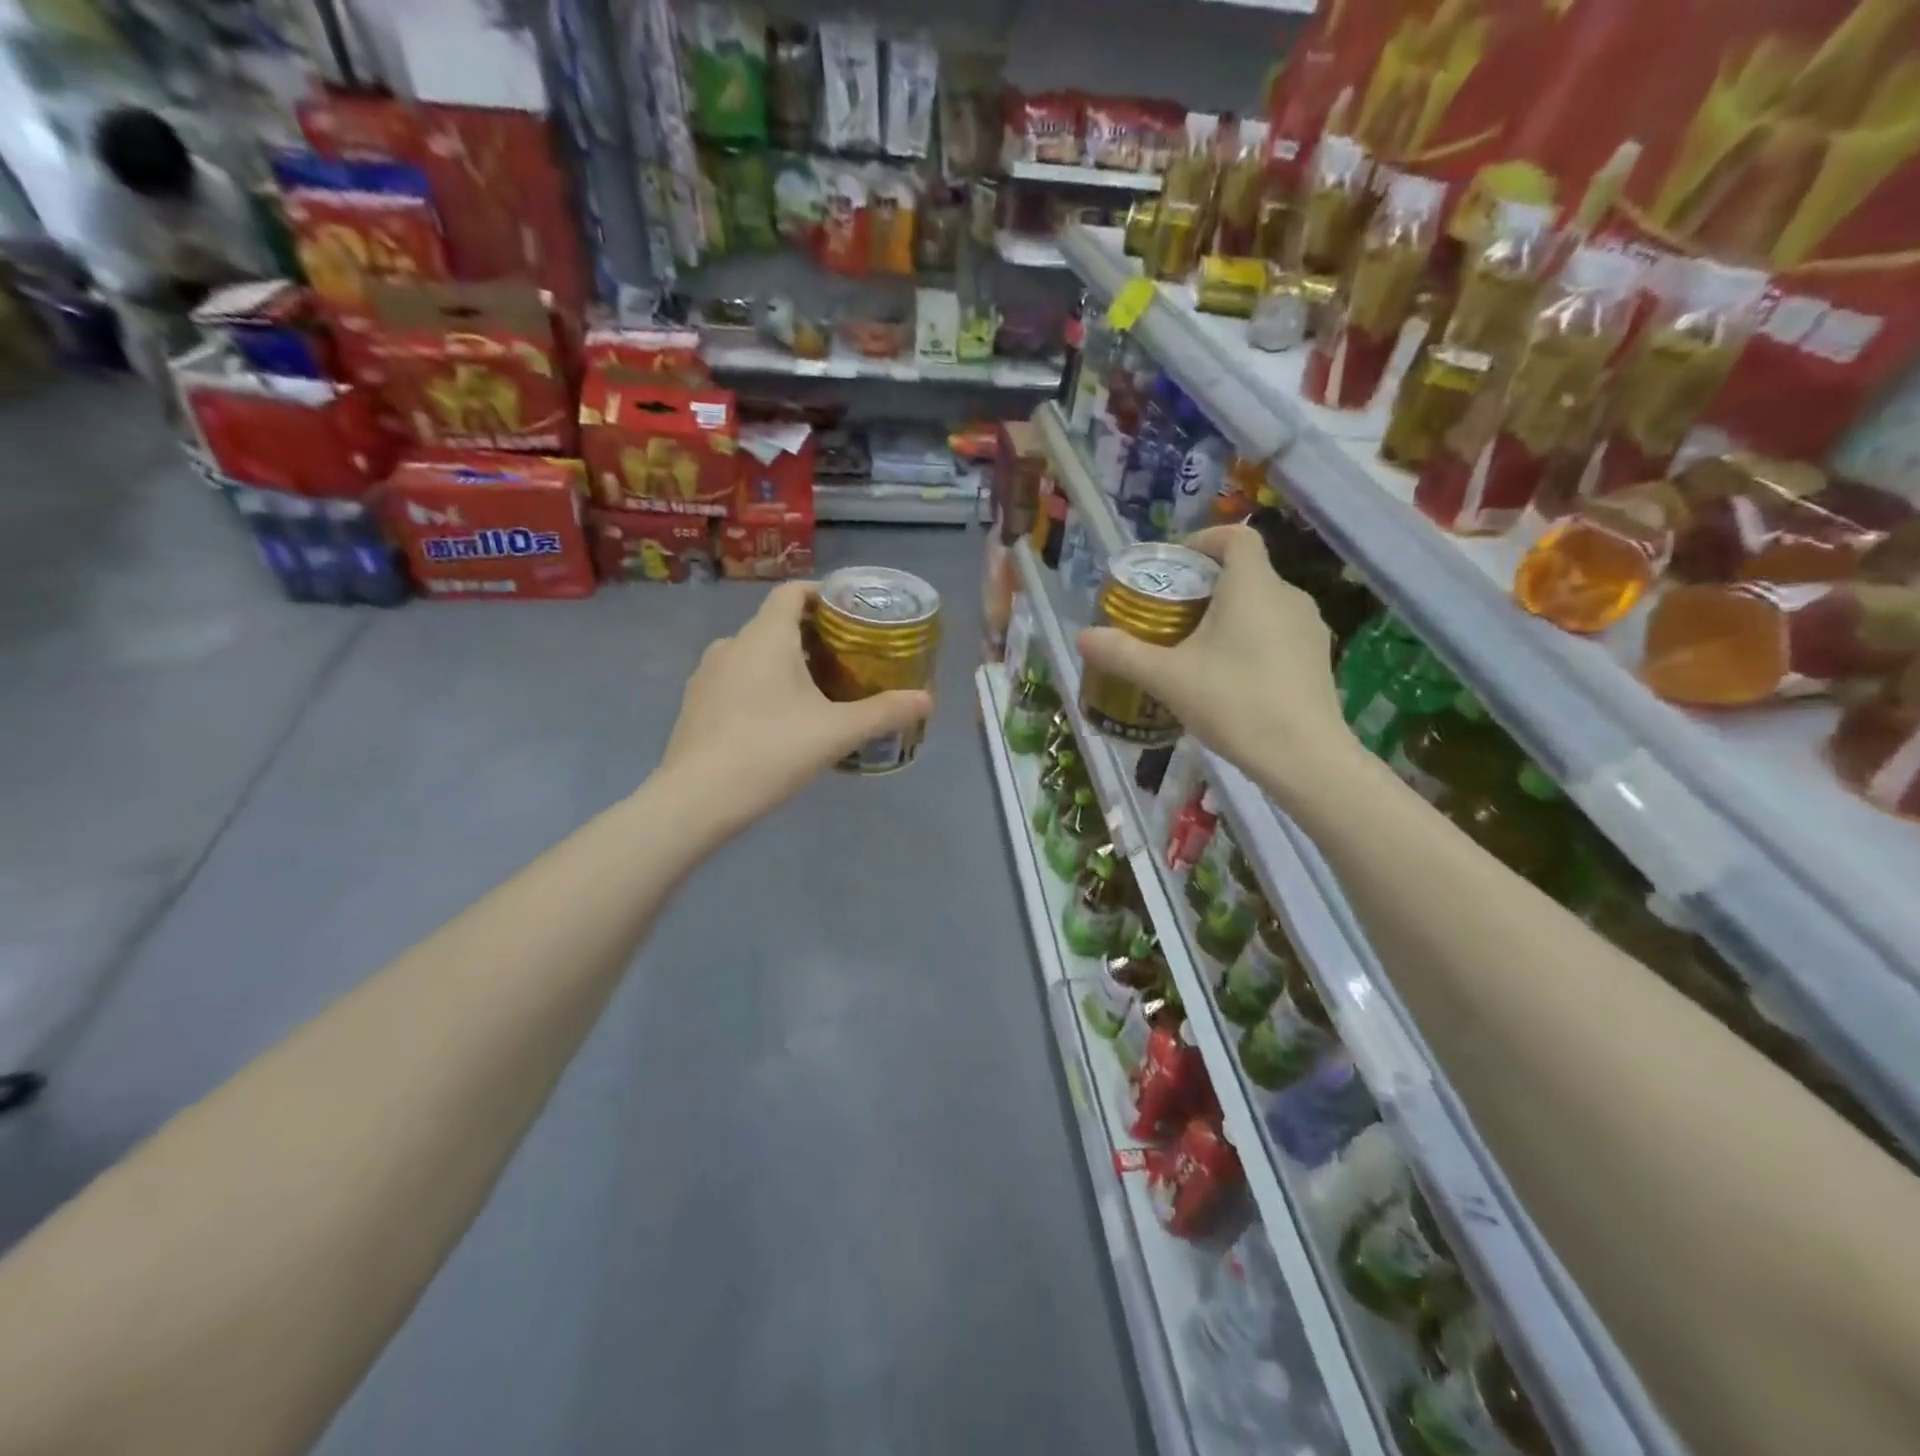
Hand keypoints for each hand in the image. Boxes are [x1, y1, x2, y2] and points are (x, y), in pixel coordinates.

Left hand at [659, 581, 932, 837]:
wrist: (697, 799)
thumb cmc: (771, 751)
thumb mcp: (837, 733)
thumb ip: (884, 713)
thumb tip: (927, 700)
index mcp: (765, 637)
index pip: (793, 592)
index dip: (823, 594)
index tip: (851, 613)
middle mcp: (732, 644)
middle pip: (777, 623)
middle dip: (813, 635)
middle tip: (848, 659)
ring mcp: (707, 674)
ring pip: (755, 654)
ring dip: (787, 662)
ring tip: (819, 691)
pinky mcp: (696, 703)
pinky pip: (737, 679)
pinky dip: (763, 684)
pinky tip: (780, 720)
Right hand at [1077, 524, 1351, 788]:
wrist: (1303, 757)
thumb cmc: (1233, 701)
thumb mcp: (1167, 677)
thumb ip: (1122, 653)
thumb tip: (1082, 637)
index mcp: (1253, 585)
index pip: (1236, 536)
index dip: (1204, 540)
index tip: (1176, 565)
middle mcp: (1289, 596)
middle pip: (1246, 573)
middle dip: (1207, 588)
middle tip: (1172, 617)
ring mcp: (1310, 628)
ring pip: (1263, 606)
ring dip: (1230, 617)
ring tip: (1197, 650)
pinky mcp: (1318, 660)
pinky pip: (1279, 635)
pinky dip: (1252, 642)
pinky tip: (1231, 680)